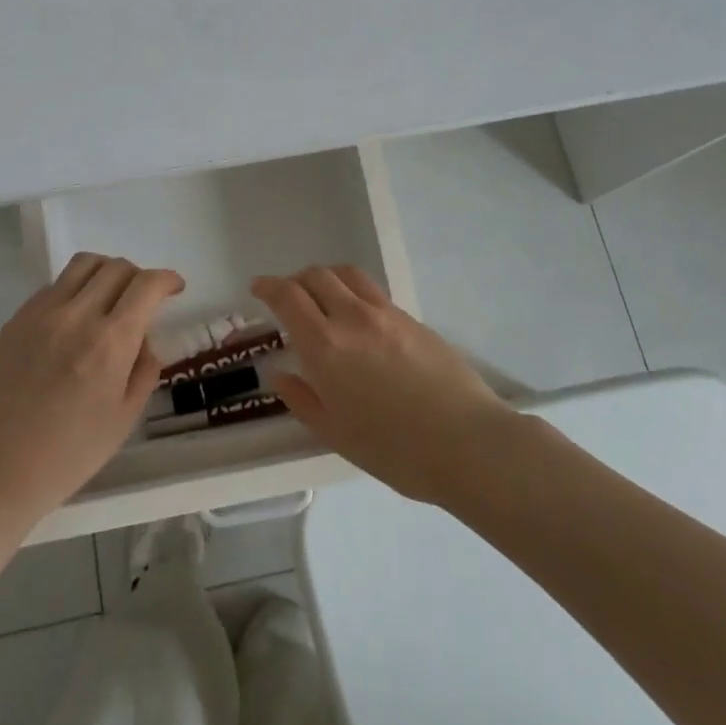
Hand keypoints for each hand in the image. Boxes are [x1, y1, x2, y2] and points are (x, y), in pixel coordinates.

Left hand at [0, 253, 180, 520]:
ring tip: (109, 297)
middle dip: (139, 277)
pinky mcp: (15, 320)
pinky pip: (53, 287)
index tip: (175, 288)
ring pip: (82, 265)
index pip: (146, 285)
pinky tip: (73, 321)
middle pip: (116, 267)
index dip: (167, 279)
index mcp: (110, 342)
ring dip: (106, 272)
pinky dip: (74, 290)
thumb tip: (144, 338)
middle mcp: (76, 315)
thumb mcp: (124, 418)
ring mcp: (40, 313)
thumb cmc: (67, 455)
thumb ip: (144, 369)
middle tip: (143, 299)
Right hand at [252, 265, 514, 505]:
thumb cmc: (394, 449)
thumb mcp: (335, 434)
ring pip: (347, 275)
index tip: (258, 288)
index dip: (268, 286)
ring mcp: (386, 314)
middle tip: (288, 298)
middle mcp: (352, 318)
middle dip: (295, 280)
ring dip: (326, 278)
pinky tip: (360, 321)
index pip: (288, 296)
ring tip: (323, 297)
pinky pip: (373, 293)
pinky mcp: (413, 319)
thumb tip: (281, 373)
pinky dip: (354, 293)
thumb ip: (302, 399)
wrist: (467, 443)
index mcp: (325, 345)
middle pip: (317, 276)